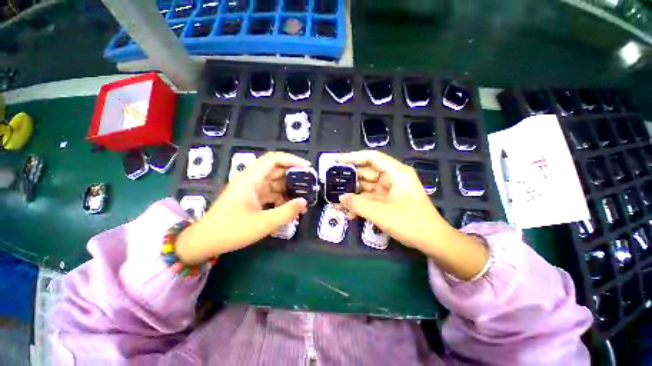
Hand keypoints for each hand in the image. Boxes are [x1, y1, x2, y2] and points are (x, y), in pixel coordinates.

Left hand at [176, 152, 308, 263]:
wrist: (205, 242)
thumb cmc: (232, 230)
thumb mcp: (263, 223)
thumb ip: (287, 212)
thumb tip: (304, 203)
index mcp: (251, 179)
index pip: (273, 159)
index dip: (291, 159)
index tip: (307, 167)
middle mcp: (251, 180)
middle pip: (275, 170)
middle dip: (293, 175)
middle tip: (309, 183)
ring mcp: (251, 189)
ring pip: (274, 182)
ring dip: (288, 188)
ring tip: (302, 196)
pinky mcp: (251, 198)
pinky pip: (270, 192)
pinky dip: (281, 197)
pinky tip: (289, 206)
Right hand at [338, 150, 446, 250]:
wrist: (433, 242)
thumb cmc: (410, 223)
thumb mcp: (381, 213)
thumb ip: (358, 204)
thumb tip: (341, 198)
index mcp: (396, 173)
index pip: (372, 158)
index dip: (353, 157)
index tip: (337, 161)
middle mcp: (392, 178)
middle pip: (367, 173)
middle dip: (350, 180)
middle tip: (332, 184)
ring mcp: (390, 190)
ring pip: (367, 187)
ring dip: (353, 195)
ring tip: (336, 200)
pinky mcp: (388, 201)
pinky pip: (371, 199)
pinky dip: (360, 204)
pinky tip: (349, 213)